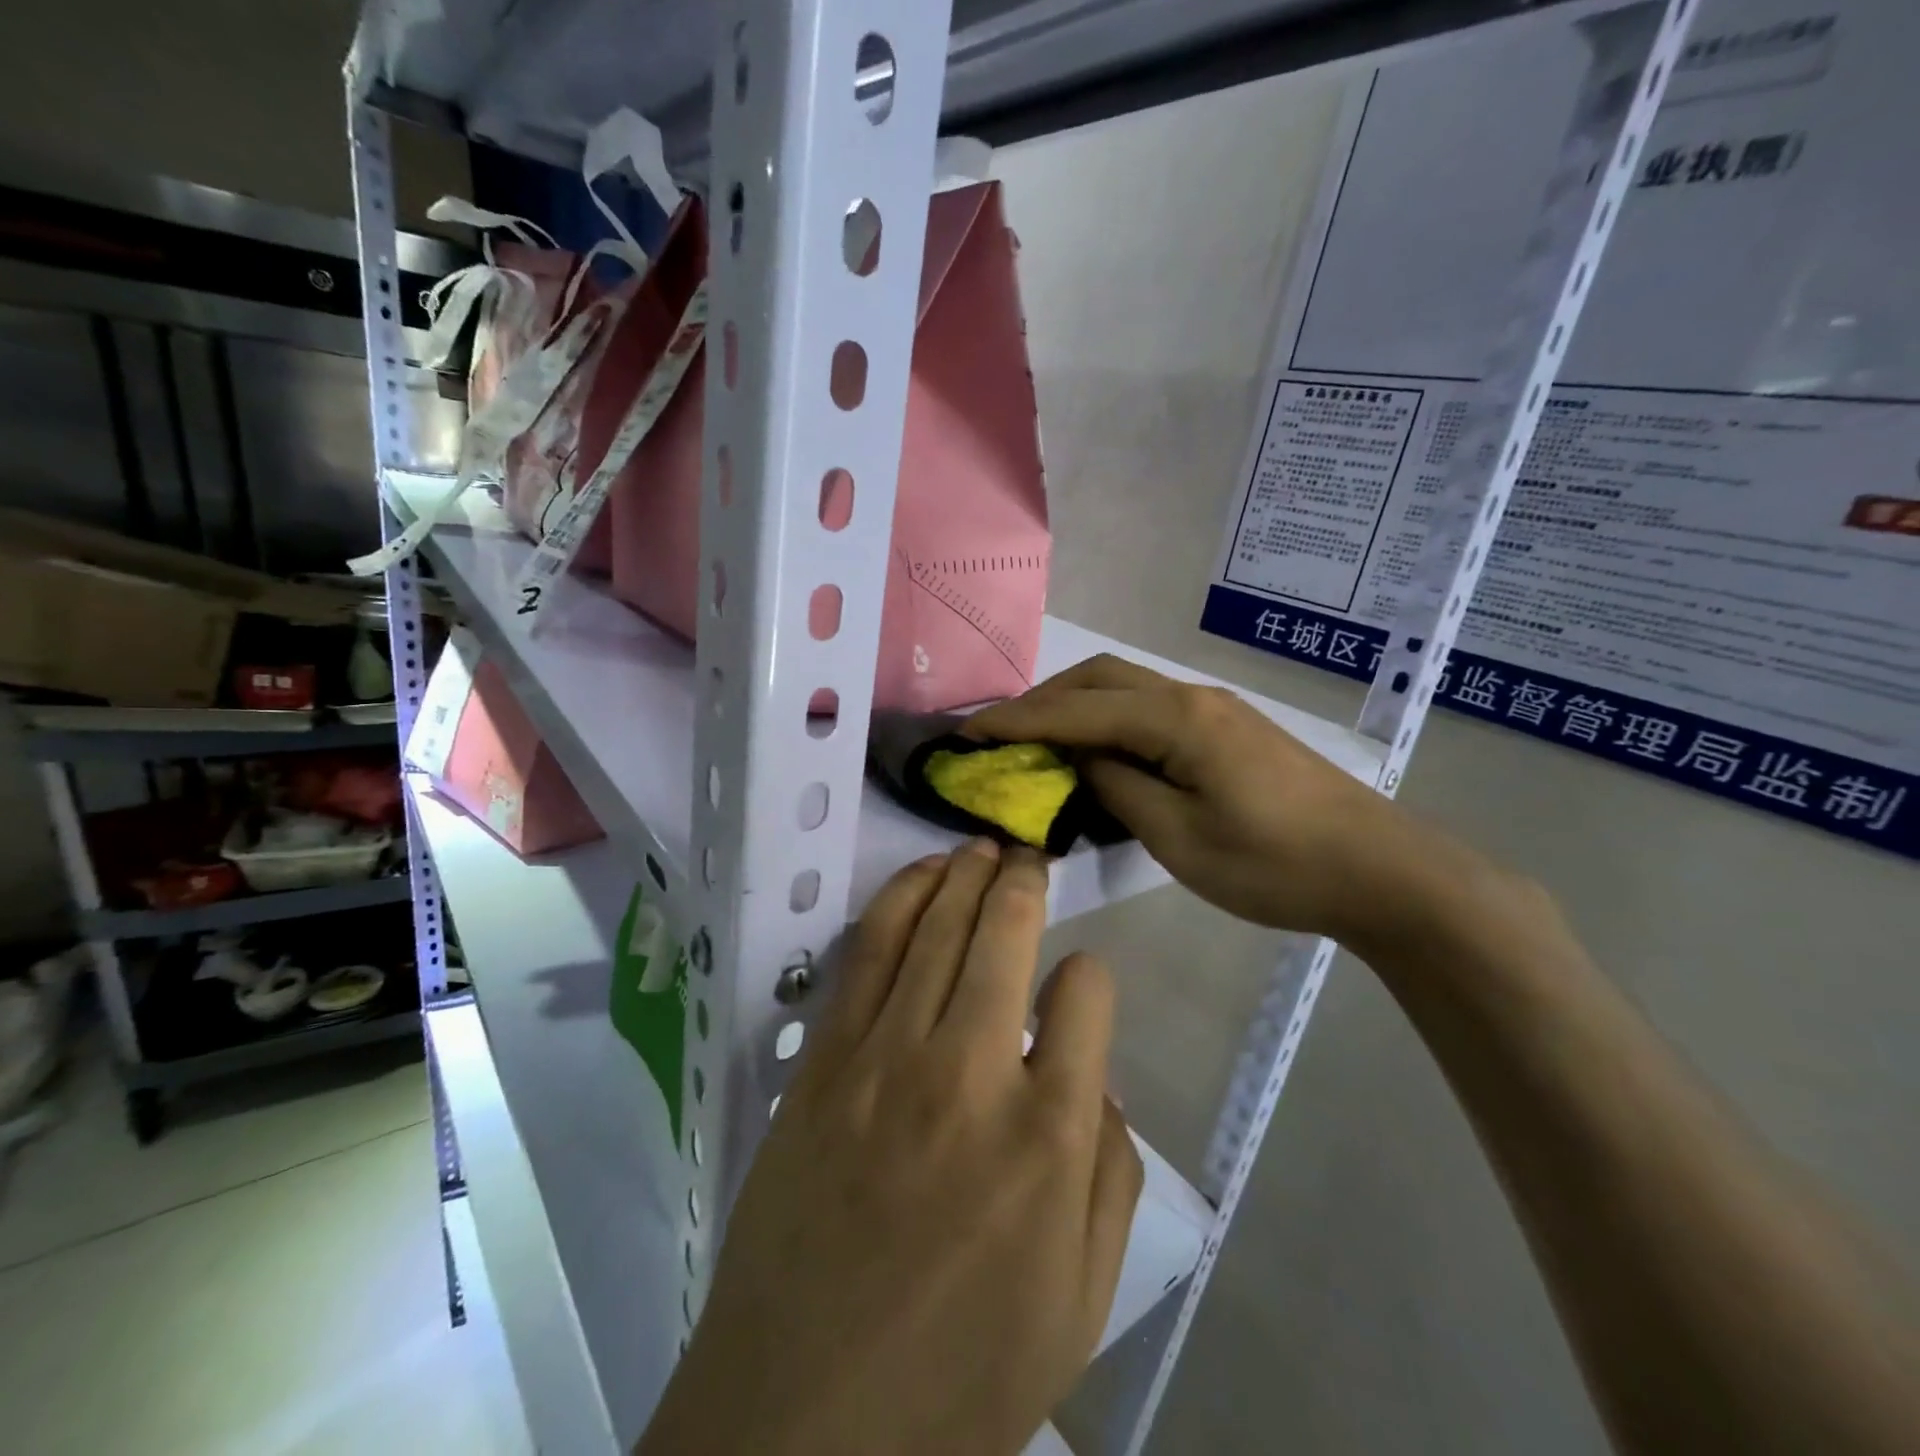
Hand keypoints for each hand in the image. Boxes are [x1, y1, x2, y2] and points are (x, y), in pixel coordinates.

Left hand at [638, 840, 1142, 1455]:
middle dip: (1025, 881)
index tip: (1079, 982)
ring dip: (963, 873)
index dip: (1089, 976)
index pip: (1086, 994)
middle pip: (1006, 934)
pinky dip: (898, 900)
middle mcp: (971, 1072)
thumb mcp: (1081, 1300)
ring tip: (981, 848)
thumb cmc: (961, 1373)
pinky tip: (920, 876)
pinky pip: (867, 953)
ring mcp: (887, 1056)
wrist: (803, 1419)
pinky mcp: (826, 1059)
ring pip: (936, 925)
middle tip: (1030, 856)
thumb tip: (1097, 1077)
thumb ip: (1111, 1175)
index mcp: (1049, 1136)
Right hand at [967, 655, 1471, 948]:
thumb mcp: (1180, 838)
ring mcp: (1213, 710)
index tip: (966, 733)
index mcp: (1176, 720)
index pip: (1077, 710)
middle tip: (1001, 735)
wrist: (1379, 870)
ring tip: (1039, 742)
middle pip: (1100, 678)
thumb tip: (1080, 760)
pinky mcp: (1227, 731)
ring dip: (1076, 706)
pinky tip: (1098, 752)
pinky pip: (1149, 710)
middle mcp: (1190, 698)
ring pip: (1126, 689)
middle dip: (1043, 700)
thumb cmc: (1275, 864)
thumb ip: (1118, 789)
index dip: (1017, 721)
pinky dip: (1108, 721)